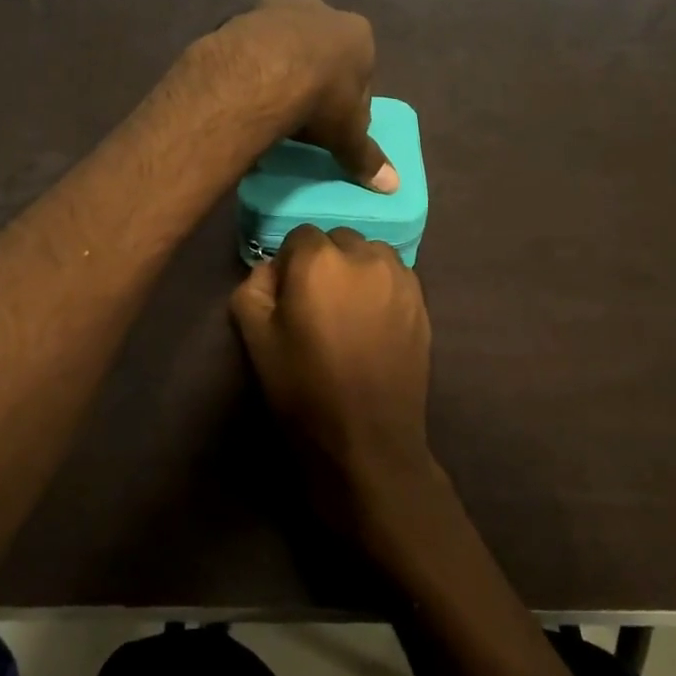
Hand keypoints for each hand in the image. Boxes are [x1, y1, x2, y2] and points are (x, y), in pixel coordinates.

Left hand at [205, 0, 397, 191]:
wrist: (261, 74)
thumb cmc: (321, 100)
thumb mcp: (348, 135)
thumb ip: (367, 157)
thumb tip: (392, 185)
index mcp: (357, 34)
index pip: (361, 69)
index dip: (349, 98)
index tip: (334, 122)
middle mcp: (321, 10)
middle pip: (321, 49)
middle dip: (314, 74)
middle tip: (300, 110)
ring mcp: (278, 7)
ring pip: (284, 41)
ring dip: (279, 65)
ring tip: (267, 101)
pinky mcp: (242, 15)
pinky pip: (250, 43)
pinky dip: (249, 63)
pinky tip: (243, 89)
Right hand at [230, 225, 434, 528]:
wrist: (367, 439)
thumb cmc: (304, 388)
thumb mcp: (256, 338)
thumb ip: (254, 286)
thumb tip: (271, 269)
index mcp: (319, 261)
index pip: (299, 236)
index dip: (290, 264)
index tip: (288, 297)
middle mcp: (365, 256)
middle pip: (337, 241)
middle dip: (324, 263)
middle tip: (318, 305)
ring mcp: (399, 277)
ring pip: (369, 254)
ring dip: (356, 271)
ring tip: (349, 312)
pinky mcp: (421, 300)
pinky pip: (394, 276)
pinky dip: (380, 287)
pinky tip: (374, 323)